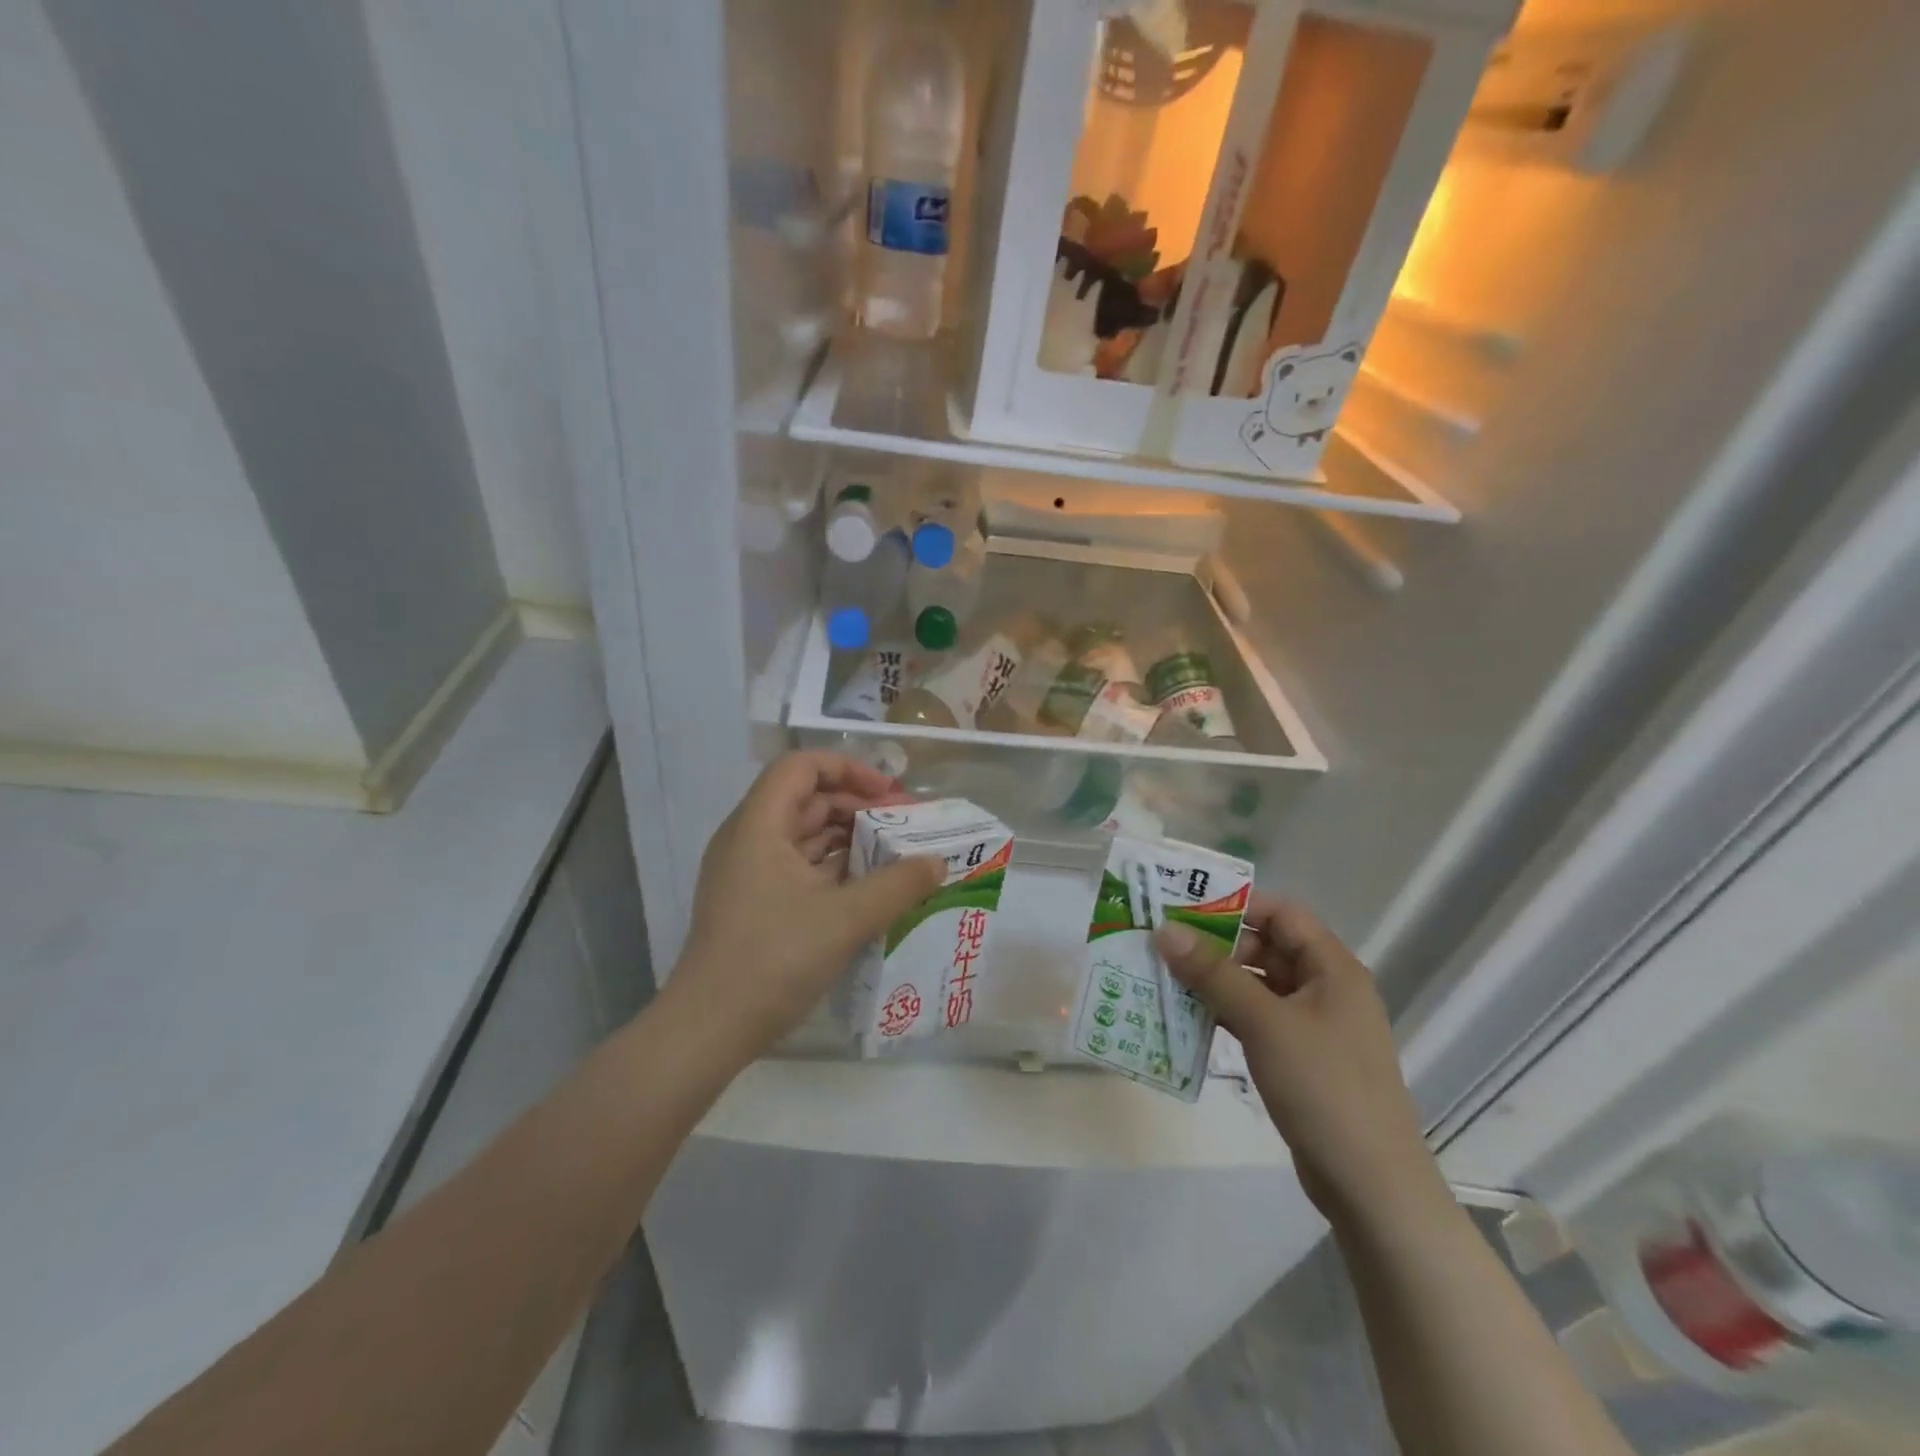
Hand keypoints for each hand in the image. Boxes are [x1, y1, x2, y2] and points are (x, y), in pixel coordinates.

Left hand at [668, 751, 944, 1061]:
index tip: (889, 794)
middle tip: (904, 827)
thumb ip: (898, 885)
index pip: (801, 767)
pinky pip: (798, 868)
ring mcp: (748, 873)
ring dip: (848, 840)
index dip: (848, 769)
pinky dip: (833, 869)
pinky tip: (868, 889)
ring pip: (804, 836)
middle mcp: (749, 839)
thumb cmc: (774, 958)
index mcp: (759, 825)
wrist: (709, 1029)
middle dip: (857, 806)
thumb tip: (938, 863)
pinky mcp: (753, 903)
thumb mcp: (846, 918)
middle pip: (806, 800)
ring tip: (895, 856)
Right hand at [1154, 896, 1444, 1220]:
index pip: (1282, 913)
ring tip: (1165, 977)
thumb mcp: (1264, 1022)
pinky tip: (1188, 1017)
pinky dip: (1225, 1013)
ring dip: (1215, 981)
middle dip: (1216, 945)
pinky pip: (1257, 1019)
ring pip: (1257, 985)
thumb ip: (1213, 973)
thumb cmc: (1323, 1087)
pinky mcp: (1300, 1058)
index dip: (1235, 905)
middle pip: (1266, 947)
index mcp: (1332, 967)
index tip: (1184, 908)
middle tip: (1164, 946)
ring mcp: (1314, 1026)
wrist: (1371, 1186)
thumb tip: (1165, 930)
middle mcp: (1326, 988)